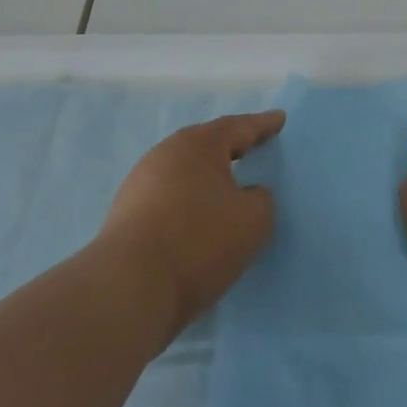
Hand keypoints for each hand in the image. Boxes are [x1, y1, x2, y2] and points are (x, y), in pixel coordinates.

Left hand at [95, 110, 283, 337]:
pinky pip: (169, 199)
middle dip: (231, 148)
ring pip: (185, 173)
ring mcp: (140, 184)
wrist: (129, 288)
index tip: (280, 119)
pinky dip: (189, 204)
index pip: (239, 127)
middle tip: (253, 148)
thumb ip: (261, 199)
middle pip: (206, 146)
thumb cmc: (199, 241)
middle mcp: (165, 154)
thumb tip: (247, 194)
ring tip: (228, 189)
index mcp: (198, 144)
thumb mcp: (253, 219)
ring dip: (207, 179)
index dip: (263, 125)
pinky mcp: (126, 215)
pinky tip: (199, 221)